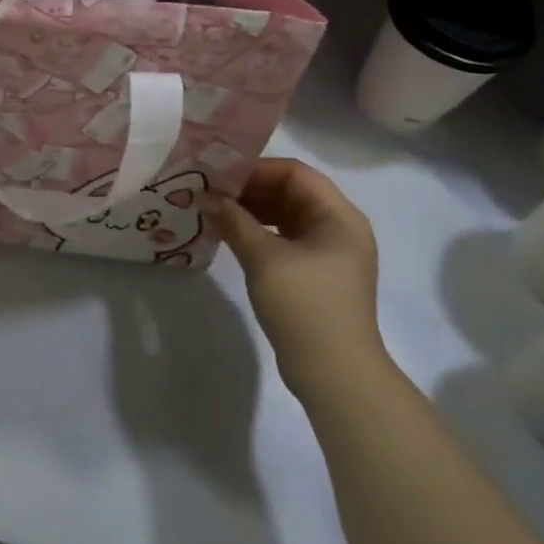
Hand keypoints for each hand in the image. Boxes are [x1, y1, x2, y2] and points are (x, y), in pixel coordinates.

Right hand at [210, 159, 383, 401]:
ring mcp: (329, 252)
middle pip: (291, 192)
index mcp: (339, 216)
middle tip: (210, 193)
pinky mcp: (317, 273)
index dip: (256, 170)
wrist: (335, 374)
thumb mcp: (264, 258)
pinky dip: (259, 233)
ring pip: (286, 215)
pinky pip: (285, 238)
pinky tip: (231, 237)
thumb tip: (204, 196)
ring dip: (251, 211)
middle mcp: (339, 227)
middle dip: (250, 190)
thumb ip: (233, 221)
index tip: (218, 176)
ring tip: (214, 213)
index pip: (295, 173)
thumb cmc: (305, 306)